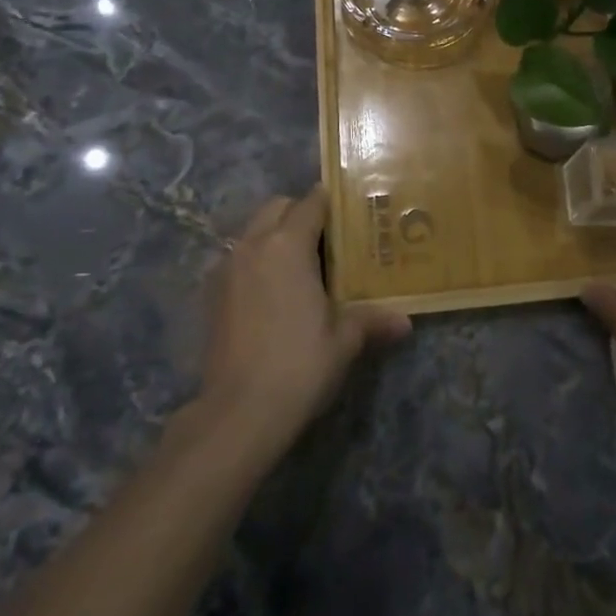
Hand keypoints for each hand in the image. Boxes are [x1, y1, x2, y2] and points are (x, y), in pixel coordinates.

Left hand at [200, 187, 410, 450]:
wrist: (238, 413)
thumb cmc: (299, 365)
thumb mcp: (343, 341)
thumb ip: (371, 320)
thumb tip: (405, 322)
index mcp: (287, 244)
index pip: (311, 202)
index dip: (332, 202)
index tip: (351, 211)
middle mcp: (253, 245)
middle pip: (277, 207)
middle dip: (301, 212)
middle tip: (328, 238)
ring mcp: (227, 268)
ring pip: (254, 231)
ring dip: (275, 235)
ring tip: (302, 265)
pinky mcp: (211, 293)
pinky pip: (238, 258)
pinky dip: (256, 260)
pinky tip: (273, 292)